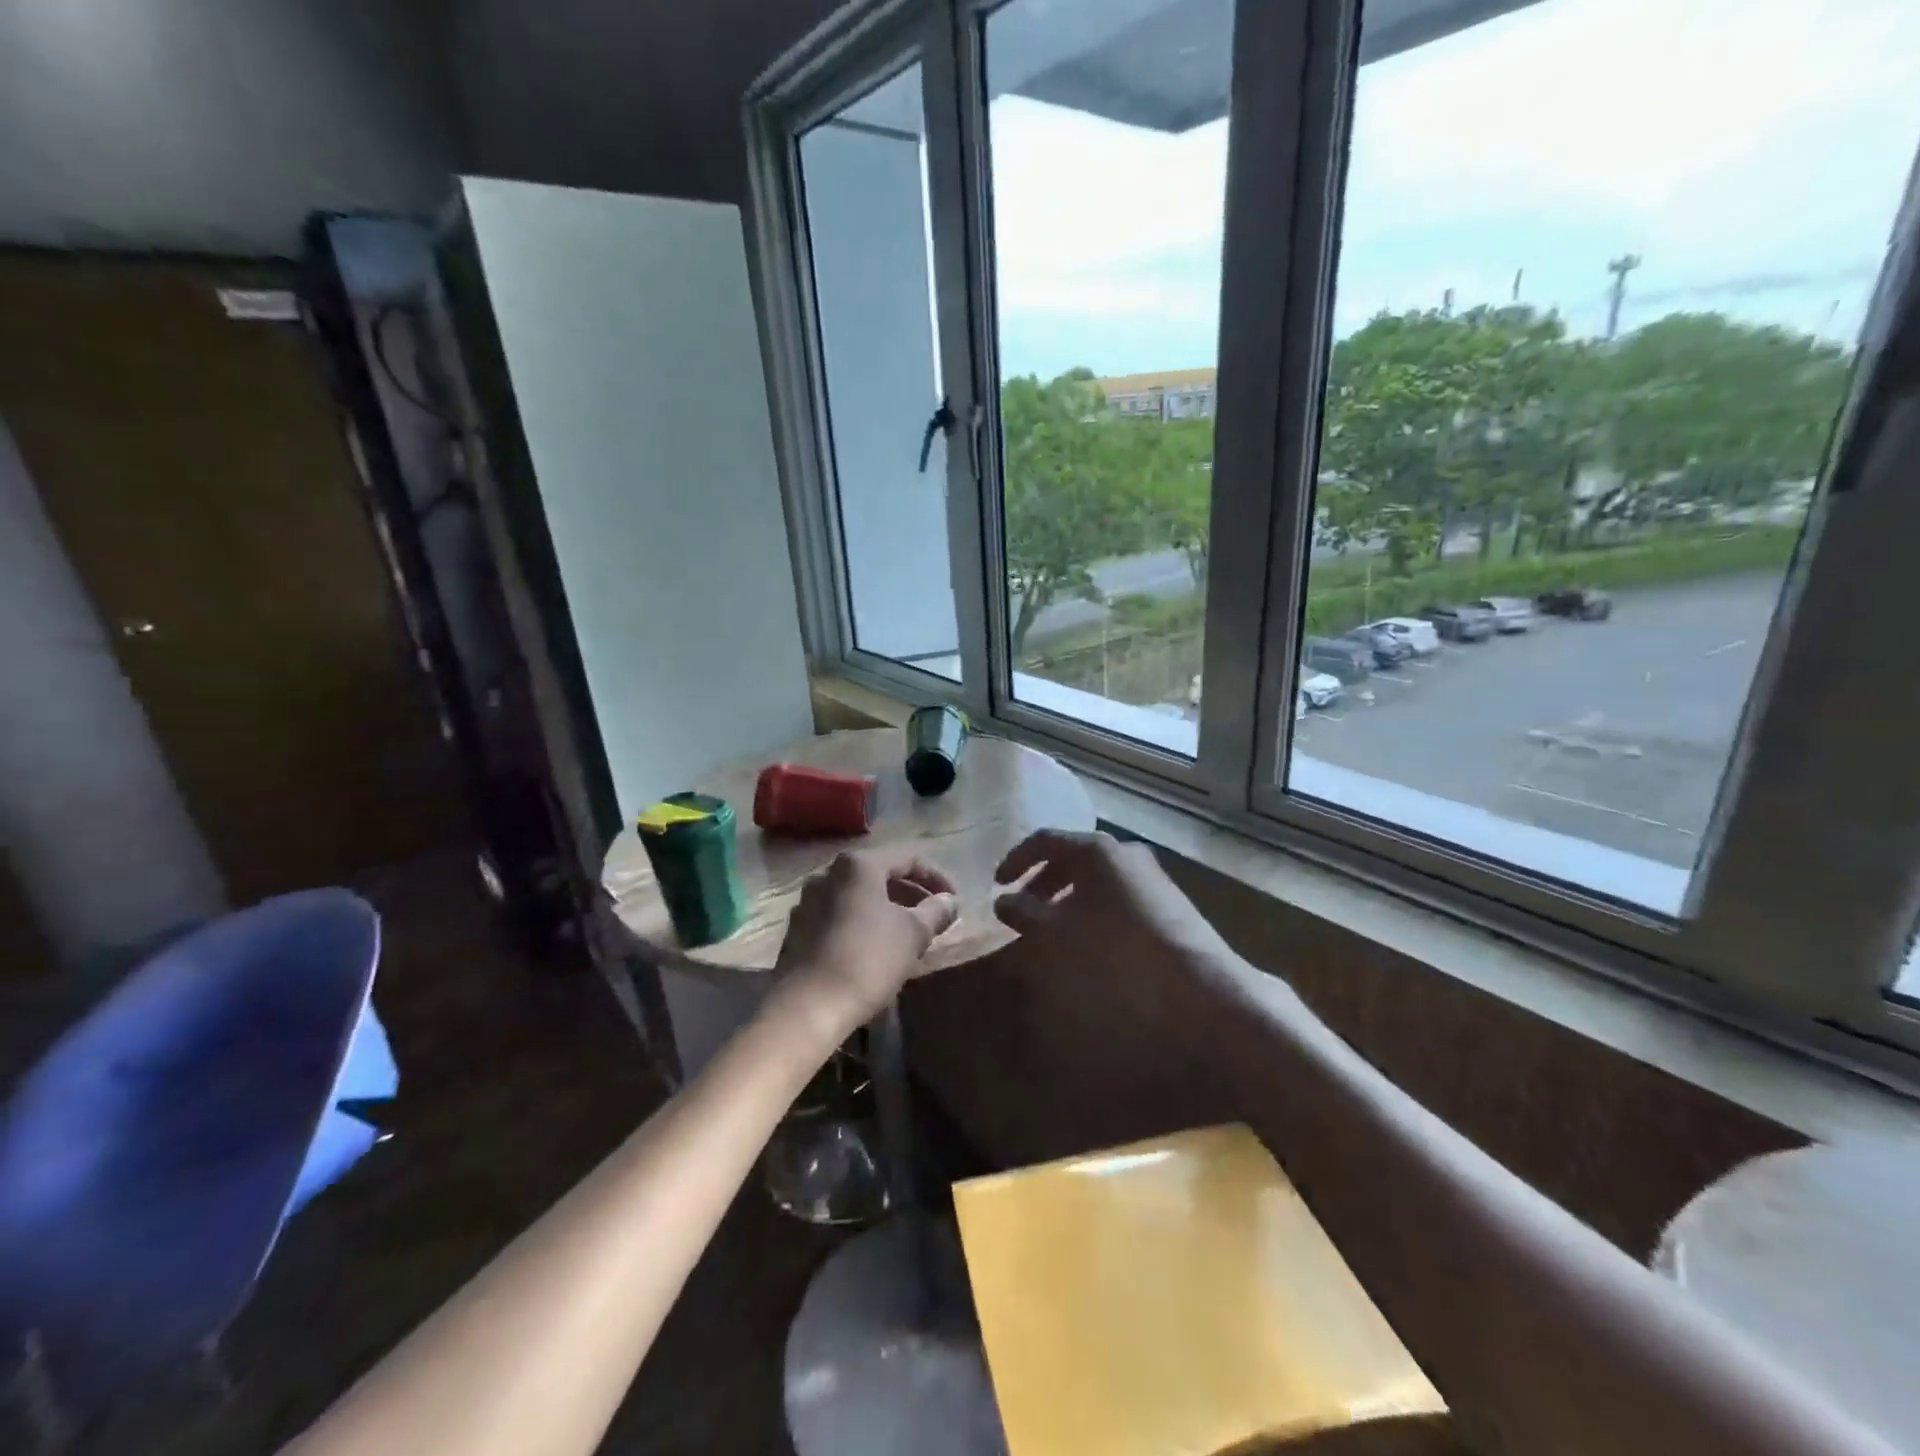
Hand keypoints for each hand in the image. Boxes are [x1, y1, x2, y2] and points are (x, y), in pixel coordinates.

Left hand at [773, 850, 959, 1034]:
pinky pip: (839, 916)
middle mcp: (828, 873)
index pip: (908, 859)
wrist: (808, 1006)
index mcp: (858, 865)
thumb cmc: (868, 959)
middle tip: (934, 918)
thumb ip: (935, 912)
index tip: (954, 902)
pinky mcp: (797, 930)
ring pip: (858, 897)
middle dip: (911, 894)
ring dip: (887, 910)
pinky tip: (877, 949)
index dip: (937, 878)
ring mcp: (807, 901)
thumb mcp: (913, 934)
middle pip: (880, 875)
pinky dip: (863, 924)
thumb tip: (949, 901)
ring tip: (909, 935)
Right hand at [993, 829, 1236, 1003]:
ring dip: (1068, 898)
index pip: (1045, 840)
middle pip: (1073, 858)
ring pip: (1097, 879)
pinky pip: (1117, 896)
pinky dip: (1093, 909)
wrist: (1199, 989)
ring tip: (1052, 928)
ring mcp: (1151, 876)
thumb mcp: (1056, 935)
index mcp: (1096, 850)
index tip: (997, 884)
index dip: (1016, 860)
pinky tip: (1089, 941)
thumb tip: (1004, 900)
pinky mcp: (1168, 903)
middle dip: (1043, 881)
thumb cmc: (1115, 954)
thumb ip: (1026, 913)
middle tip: (1022, 907)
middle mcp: (1125, 853)